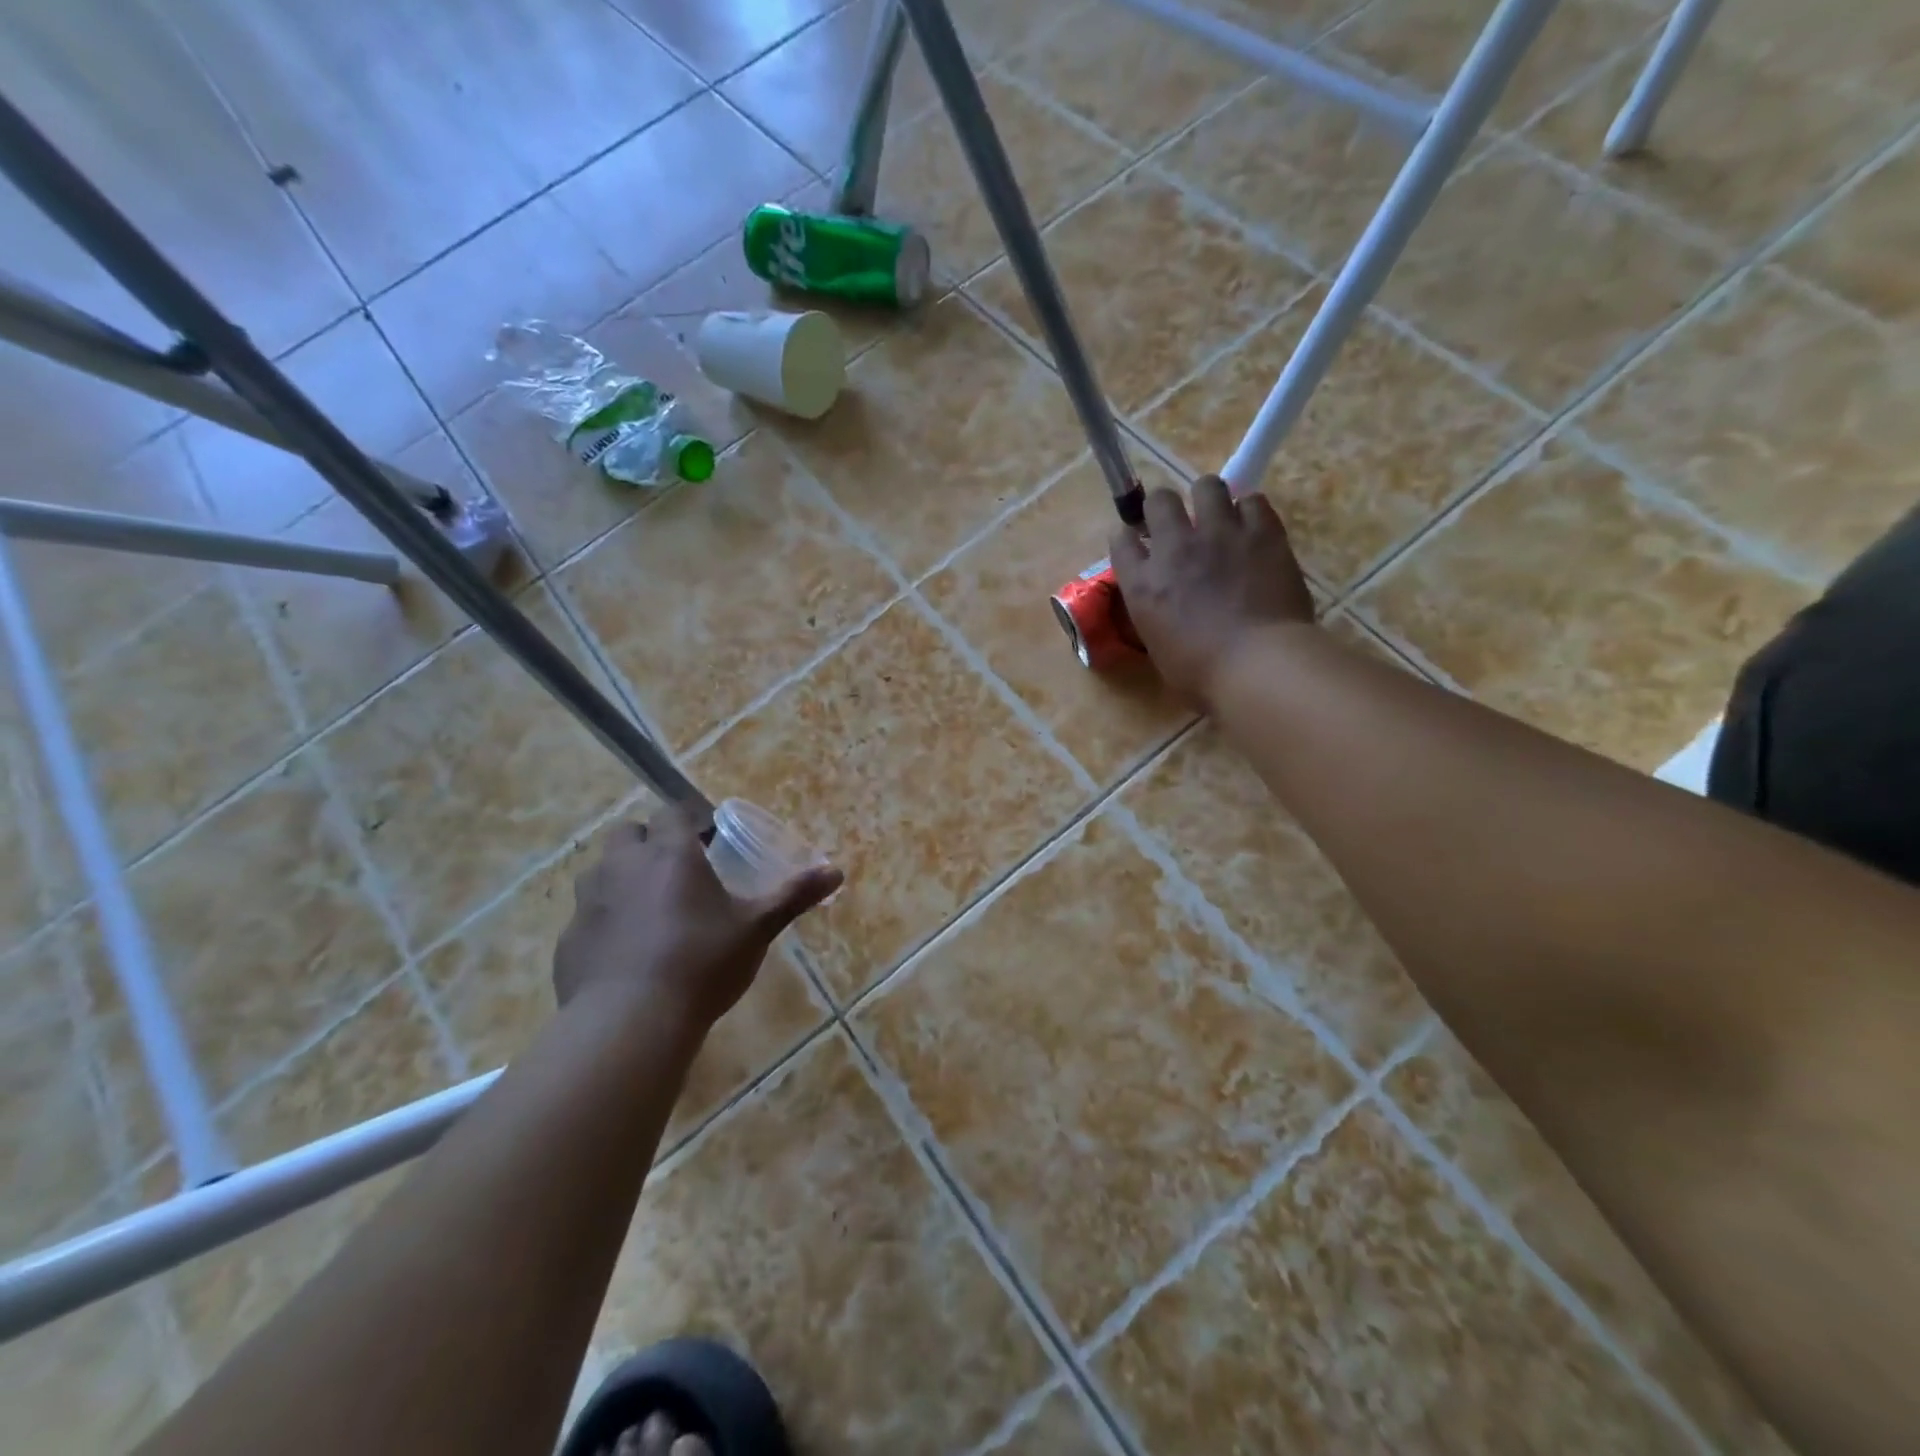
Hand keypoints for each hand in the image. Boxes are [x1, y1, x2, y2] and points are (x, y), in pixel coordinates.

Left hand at [553, 805, 841, 1036]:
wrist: (630, 1022)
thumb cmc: (702, 962)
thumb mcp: (756, 928)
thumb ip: (793, 896)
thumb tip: (836, 872)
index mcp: (670, 854)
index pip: (672, 812)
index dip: (689, 822)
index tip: (707, 841)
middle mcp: (623, 866)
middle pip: (629, 833)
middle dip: (650, 843)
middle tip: (677, 874)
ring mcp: (588, 903)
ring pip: (601, 872)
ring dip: (623, 880)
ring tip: (650, 912)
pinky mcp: (569, 941)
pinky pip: (587, 918)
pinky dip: (605, 924)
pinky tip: (626, 955)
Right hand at [1111, 475, 1315, 708]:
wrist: (1256, 664)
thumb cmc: (1201, 673)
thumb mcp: (1159, 646)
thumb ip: (1156, 615)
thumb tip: (1165, 606)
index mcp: (1142, 583)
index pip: (1121, 540)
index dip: (1129, 537)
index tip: (1138, 544)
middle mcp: (1174, 548)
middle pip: (1159, 500)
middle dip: (1165, 507)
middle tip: (1179, 524)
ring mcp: (1219, 534)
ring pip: (1207, 486)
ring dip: (1209, 499)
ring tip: (1219, 516)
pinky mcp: (1262, 532)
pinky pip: (1254, 500)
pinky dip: (1251, 511)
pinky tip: (1254, 528)